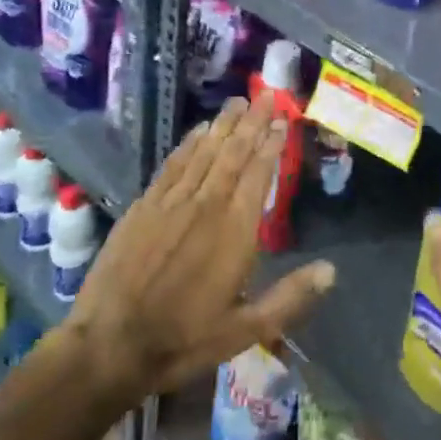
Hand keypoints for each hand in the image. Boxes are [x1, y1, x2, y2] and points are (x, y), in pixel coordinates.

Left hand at [63, 95, 335, 403]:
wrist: (108, 345)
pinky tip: (198, 130)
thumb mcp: (244, 331)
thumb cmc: (182, 340)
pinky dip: (189, 144)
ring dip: (223, 125)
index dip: (272, 145)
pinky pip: (173, 164)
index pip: (259, 175)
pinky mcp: (144, 206)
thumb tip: (332, 270)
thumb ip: (289, 298)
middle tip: (266, 93)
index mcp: (235, 231)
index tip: (283, 120)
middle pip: (234, 153)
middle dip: (252, 122)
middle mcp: (206, 205)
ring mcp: (172, 202)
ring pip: (204, 152)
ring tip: (238, 101)